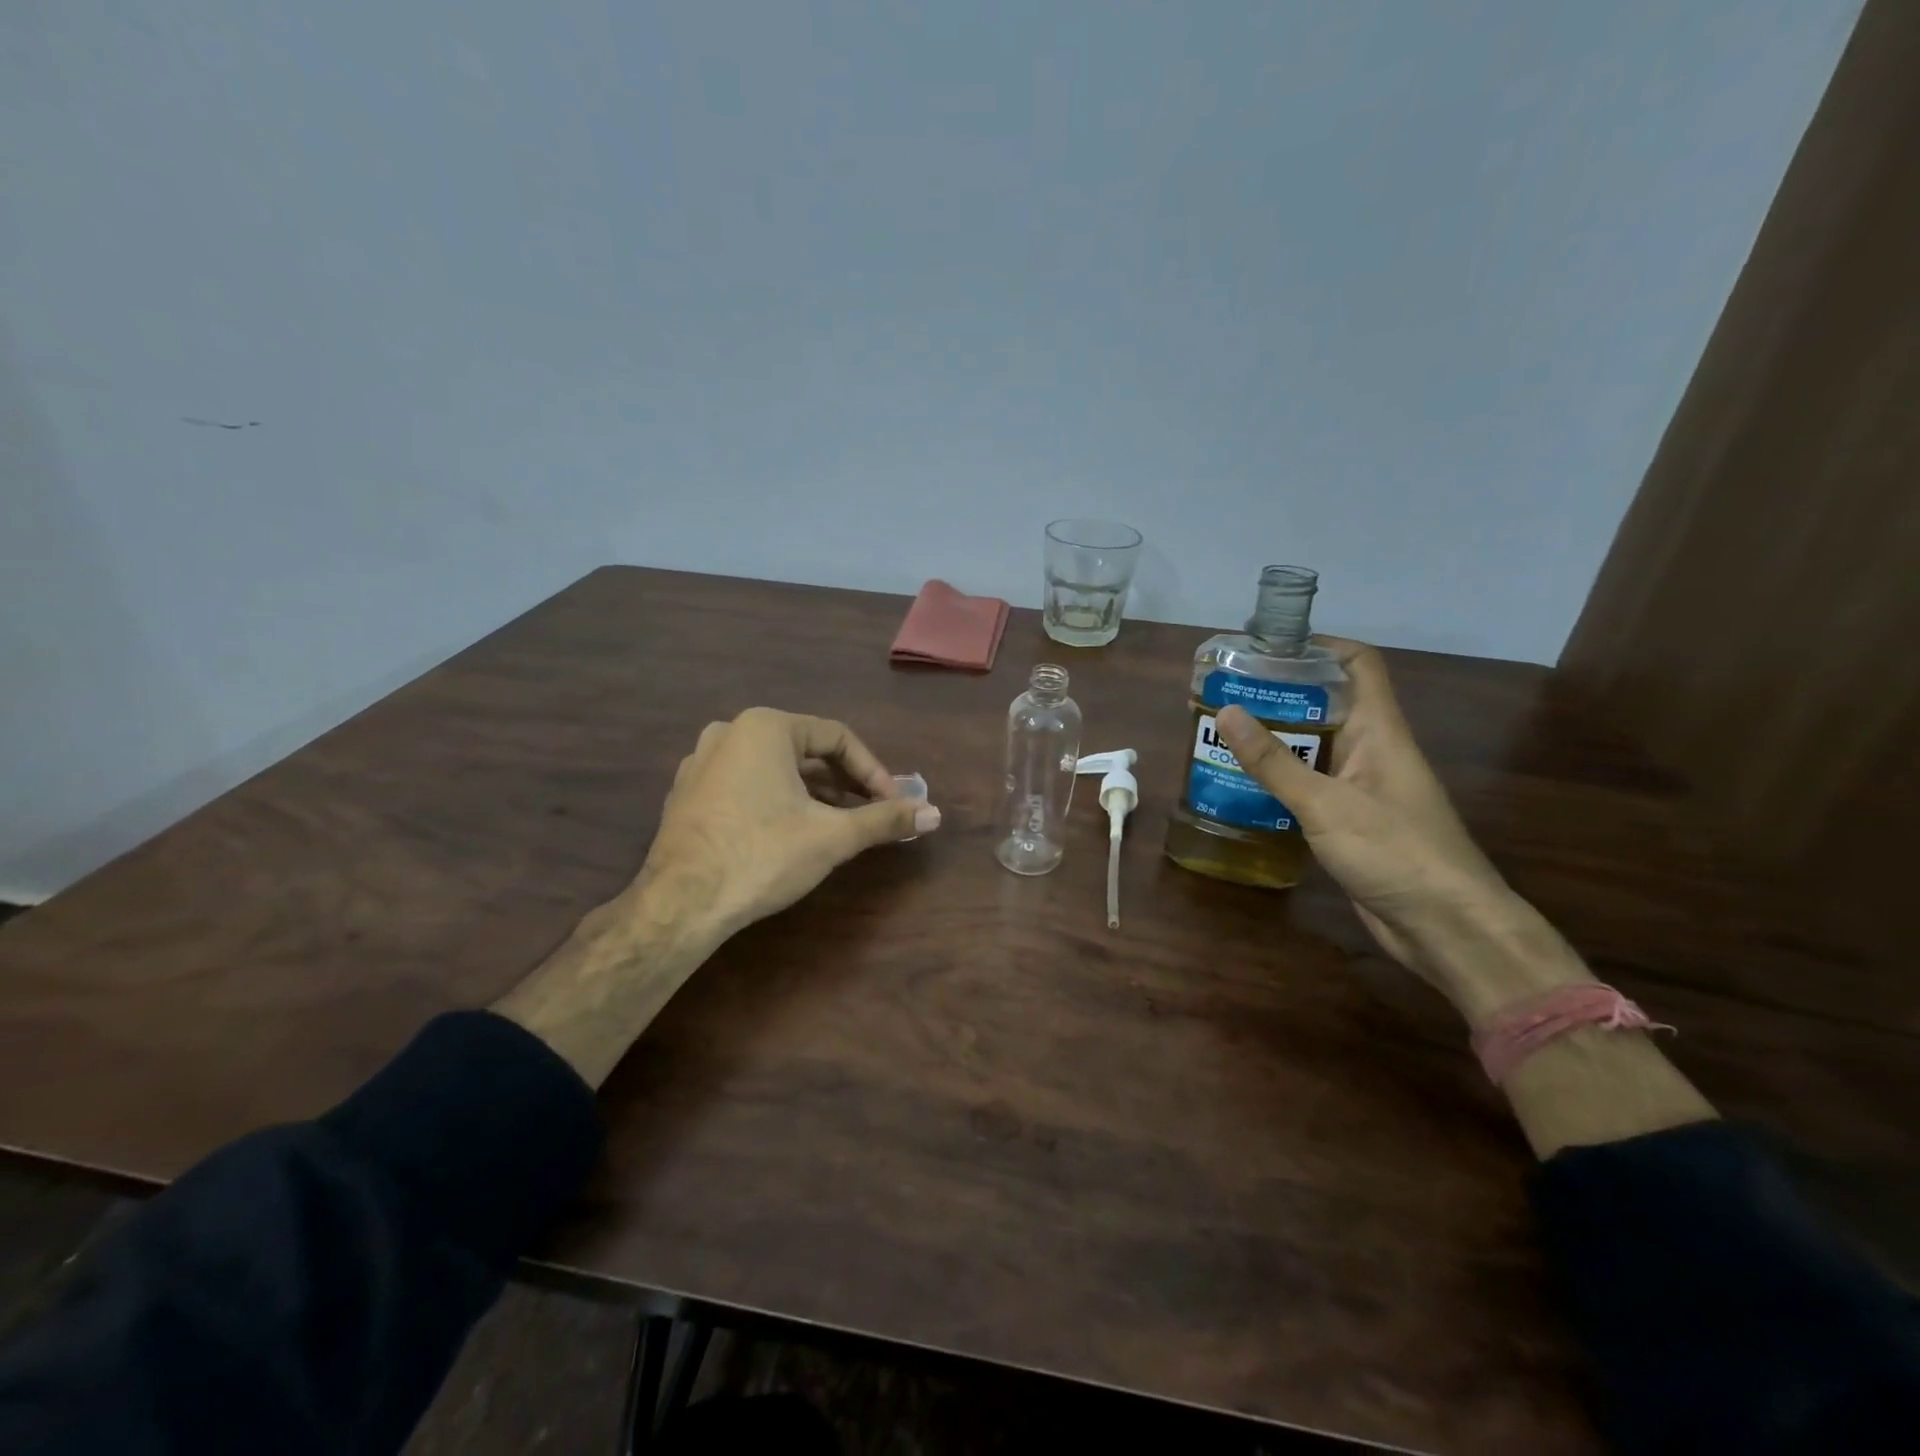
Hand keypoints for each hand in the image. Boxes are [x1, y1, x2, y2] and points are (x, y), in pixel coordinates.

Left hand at [643, 707, 940, 939]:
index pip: (837, 738)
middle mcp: (728, 733)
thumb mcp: (833, 836)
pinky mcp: (686, 795)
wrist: (680, 905)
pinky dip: (777, 801)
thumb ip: (885, 820)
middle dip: (844, 783)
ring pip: (774, 769)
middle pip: (805, 751)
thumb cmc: (763, 855)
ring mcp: (700, 764)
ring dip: (813, 793)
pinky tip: (790, 833)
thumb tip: (935, 814)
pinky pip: (745, 785)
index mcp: (765, 727)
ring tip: (838, 825)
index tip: (894, 803)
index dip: (874, 771)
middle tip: (871, 813)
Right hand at [1214, 641, 1519, 984]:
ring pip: (1312, 745)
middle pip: (1325, 703)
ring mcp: (1360, 785)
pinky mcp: (1349, 818)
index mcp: (1378, 730)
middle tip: (1223, 694)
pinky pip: (1309, 783)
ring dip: (1272, 738)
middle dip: (1277, 694)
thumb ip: (1274, 761)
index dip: (1317, 645)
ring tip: (1219, 734)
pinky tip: (1240, 784)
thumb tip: (1226, 711)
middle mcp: (1371, 749)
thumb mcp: (1326, 804)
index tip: (1265, 647)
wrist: (1444, 926)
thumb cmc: (1395, 852)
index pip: (1357, 664)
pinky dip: (1277, 777)